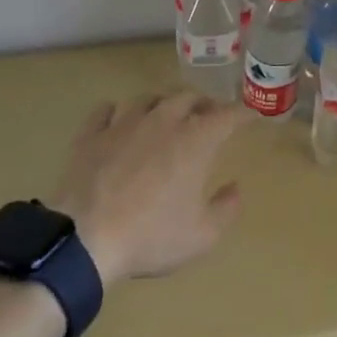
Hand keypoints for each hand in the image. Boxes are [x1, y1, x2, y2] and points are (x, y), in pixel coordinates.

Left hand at [48, 93, 246, 284]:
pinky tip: (118, 118)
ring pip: (148, 98)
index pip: (226, 115)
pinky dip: (117, 111)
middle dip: (203, 102)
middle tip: (209, 113)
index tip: (251, 115)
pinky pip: (106, 111)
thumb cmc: (150, 237)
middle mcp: (162, 121)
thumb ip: (226, 209)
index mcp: (194, 141)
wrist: (85, 239)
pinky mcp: (91, 135)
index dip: (242, 113)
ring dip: (163, 102)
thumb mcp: (201, 236)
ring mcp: (123, 124)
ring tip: (166, 113)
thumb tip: (235, 188)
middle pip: (187, 97)